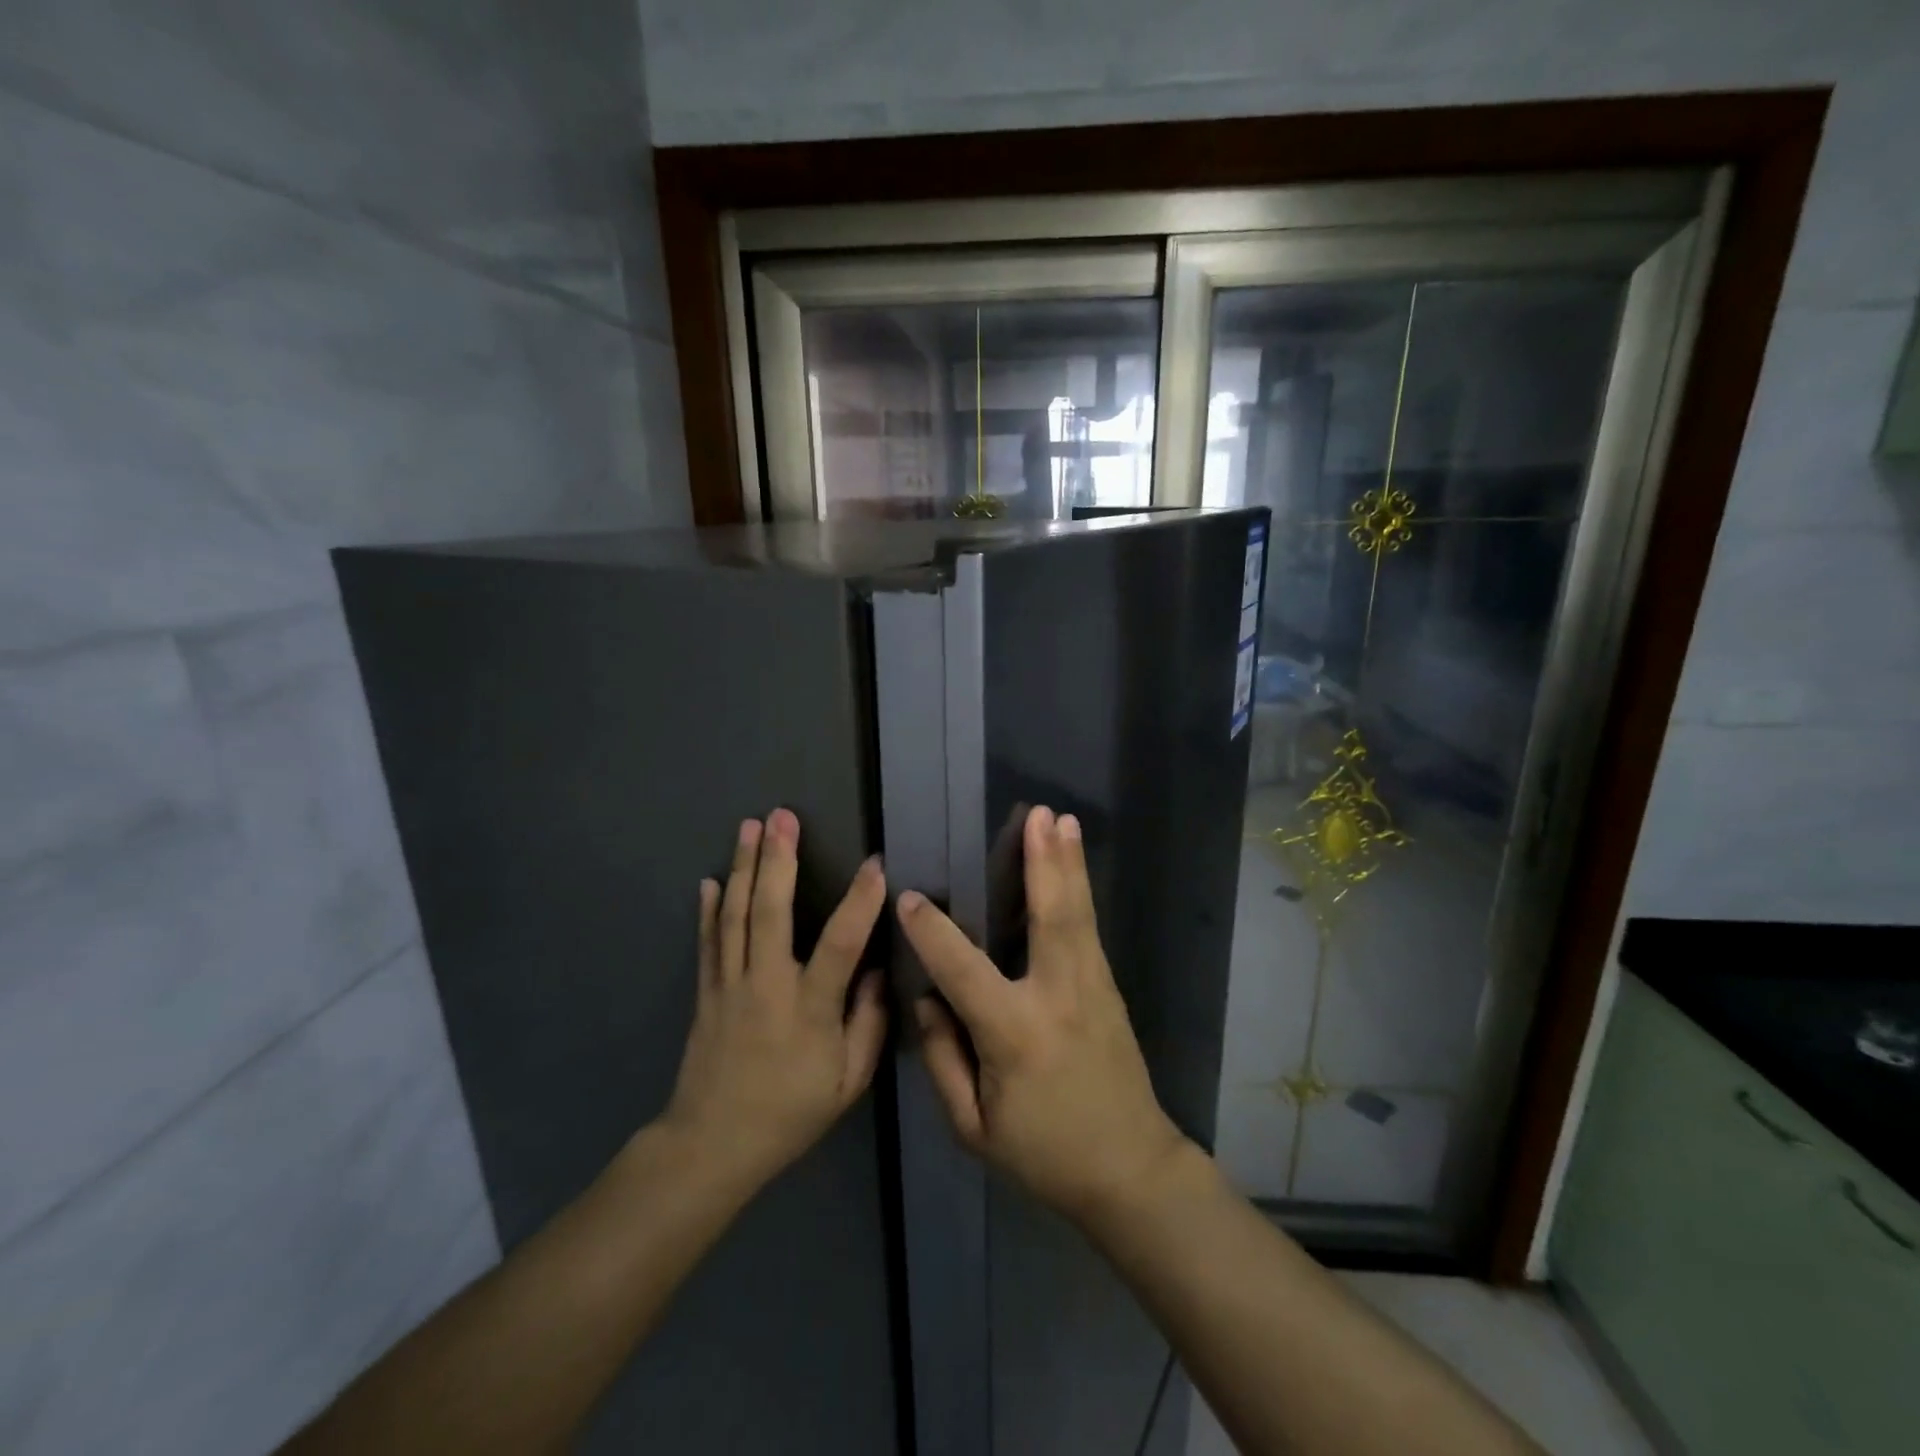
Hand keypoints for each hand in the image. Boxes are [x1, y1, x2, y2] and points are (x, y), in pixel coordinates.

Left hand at [661, 809, 888, 1194]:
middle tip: (783, 816)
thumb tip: (876, 970)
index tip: (875, 864)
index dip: (860, 902)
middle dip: (778, 859)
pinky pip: (708, 942)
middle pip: (770, 912)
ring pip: (736, 916)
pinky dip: (709, 909)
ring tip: (750, 826)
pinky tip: (711, 879)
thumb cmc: (790, 1113)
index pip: (840, 944)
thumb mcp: (848, 1082)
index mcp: (809, 1008)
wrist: (712, 1145)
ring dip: (744, 867)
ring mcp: (730, 985)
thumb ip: (869, 1023)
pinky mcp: (706, 992)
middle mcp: (766, 985)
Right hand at [896, 804, 1189, 1224]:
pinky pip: (1087, 929)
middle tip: (1038, 815)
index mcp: (1016, 1035)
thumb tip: (928, 998)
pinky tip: (1074, 863)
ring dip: (1068, 863)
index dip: (932, 933)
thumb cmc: (1044, 1154)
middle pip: (1050, 918)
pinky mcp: (1109, 988)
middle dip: (1042, 863)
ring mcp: (1093, 987)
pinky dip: (1079, 889)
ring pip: (1078, 914)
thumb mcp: (973, 1128)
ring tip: (1062, 819)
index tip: (909, 897)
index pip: (963, 970)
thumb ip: (943, 1059)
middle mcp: (1058, 998)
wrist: (1132, 1170)